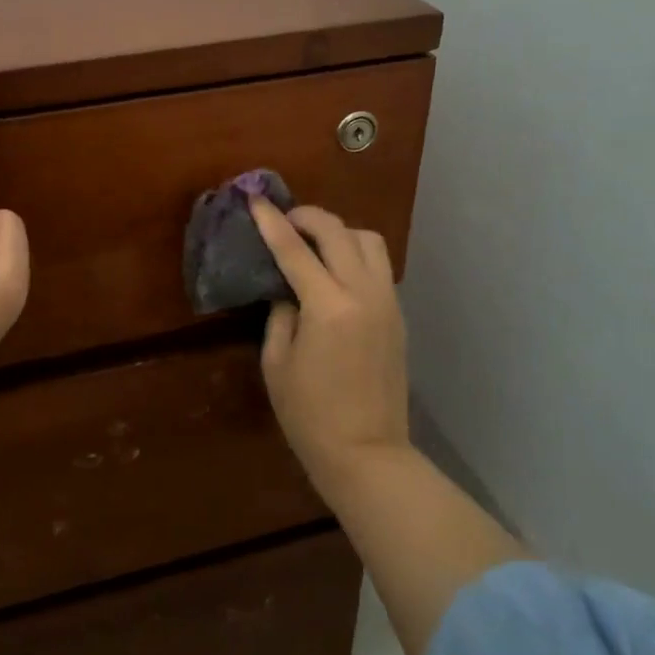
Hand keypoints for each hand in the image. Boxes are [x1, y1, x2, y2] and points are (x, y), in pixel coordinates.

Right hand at [249, 199, 409, 487]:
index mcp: (328, 307)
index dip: (272, 221)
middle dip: (307, 216)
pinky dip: (355, 255)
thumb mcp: (277, 363)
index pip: (294, 249)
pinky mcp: (398, 315)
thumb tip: (288, 292)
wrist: (367, 454)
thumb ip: (280, 316)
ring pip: (369, 241)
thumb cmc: (310, 415)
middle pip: (338, 231)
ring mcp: (387, 302)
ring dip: (338, 232)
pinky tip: (335, 273)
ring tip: (314, 245)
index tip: (256, 200)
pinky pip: (378, 266)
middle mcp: (363, 294)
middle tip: (284, 220)